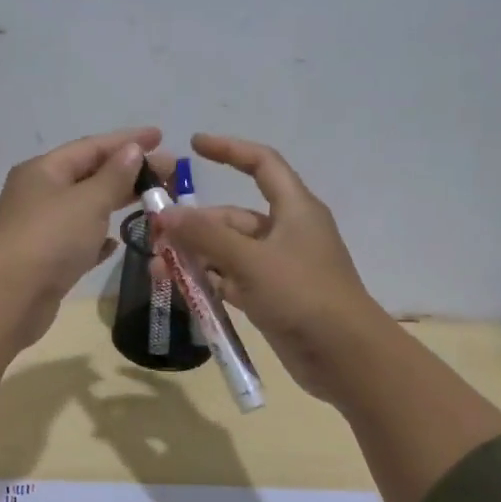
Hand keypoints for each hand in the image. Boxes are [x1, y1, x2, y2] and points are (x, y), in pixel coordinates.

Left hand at [0, 126, 167, 347]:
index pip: (91, 146)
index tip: (160, 136)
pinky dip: (98, 237)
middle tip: (168, 173)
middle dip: (128, 172)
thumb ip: (114, 176)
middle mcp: (39, 194)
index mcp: (43, 170)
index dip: (127, 140)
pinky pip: (78, 240)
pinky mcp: (46, 260)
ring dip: (116, 203)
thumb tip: (132, 150)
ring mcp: (40, 228)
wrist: (10, 297)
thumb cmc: (51, 239)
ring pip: (85, 208)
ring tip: (152, 202)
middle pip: (89, 175)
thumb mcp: (88, 201)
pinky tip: (117, 241)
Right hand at [154, 133, 396, 404]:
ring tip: (157, 269)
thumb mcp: (251, 260)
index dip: (229, 150)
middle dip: (195, 224)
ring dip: (195, 256)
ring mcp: (278, 267)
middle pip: (233, 216)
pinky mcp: (271, 297)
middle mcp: (286, 232)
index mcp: (294, 209)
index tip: (194, 145)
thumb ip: (206, 236)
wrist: (345, 357)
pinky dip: (207, 281)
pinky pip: (231, 280)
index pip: (262, 164)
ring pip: (228, 251)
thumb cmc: (303, 295)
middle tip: (155, 236)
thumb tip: (165, 214)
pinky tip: (178, 288)